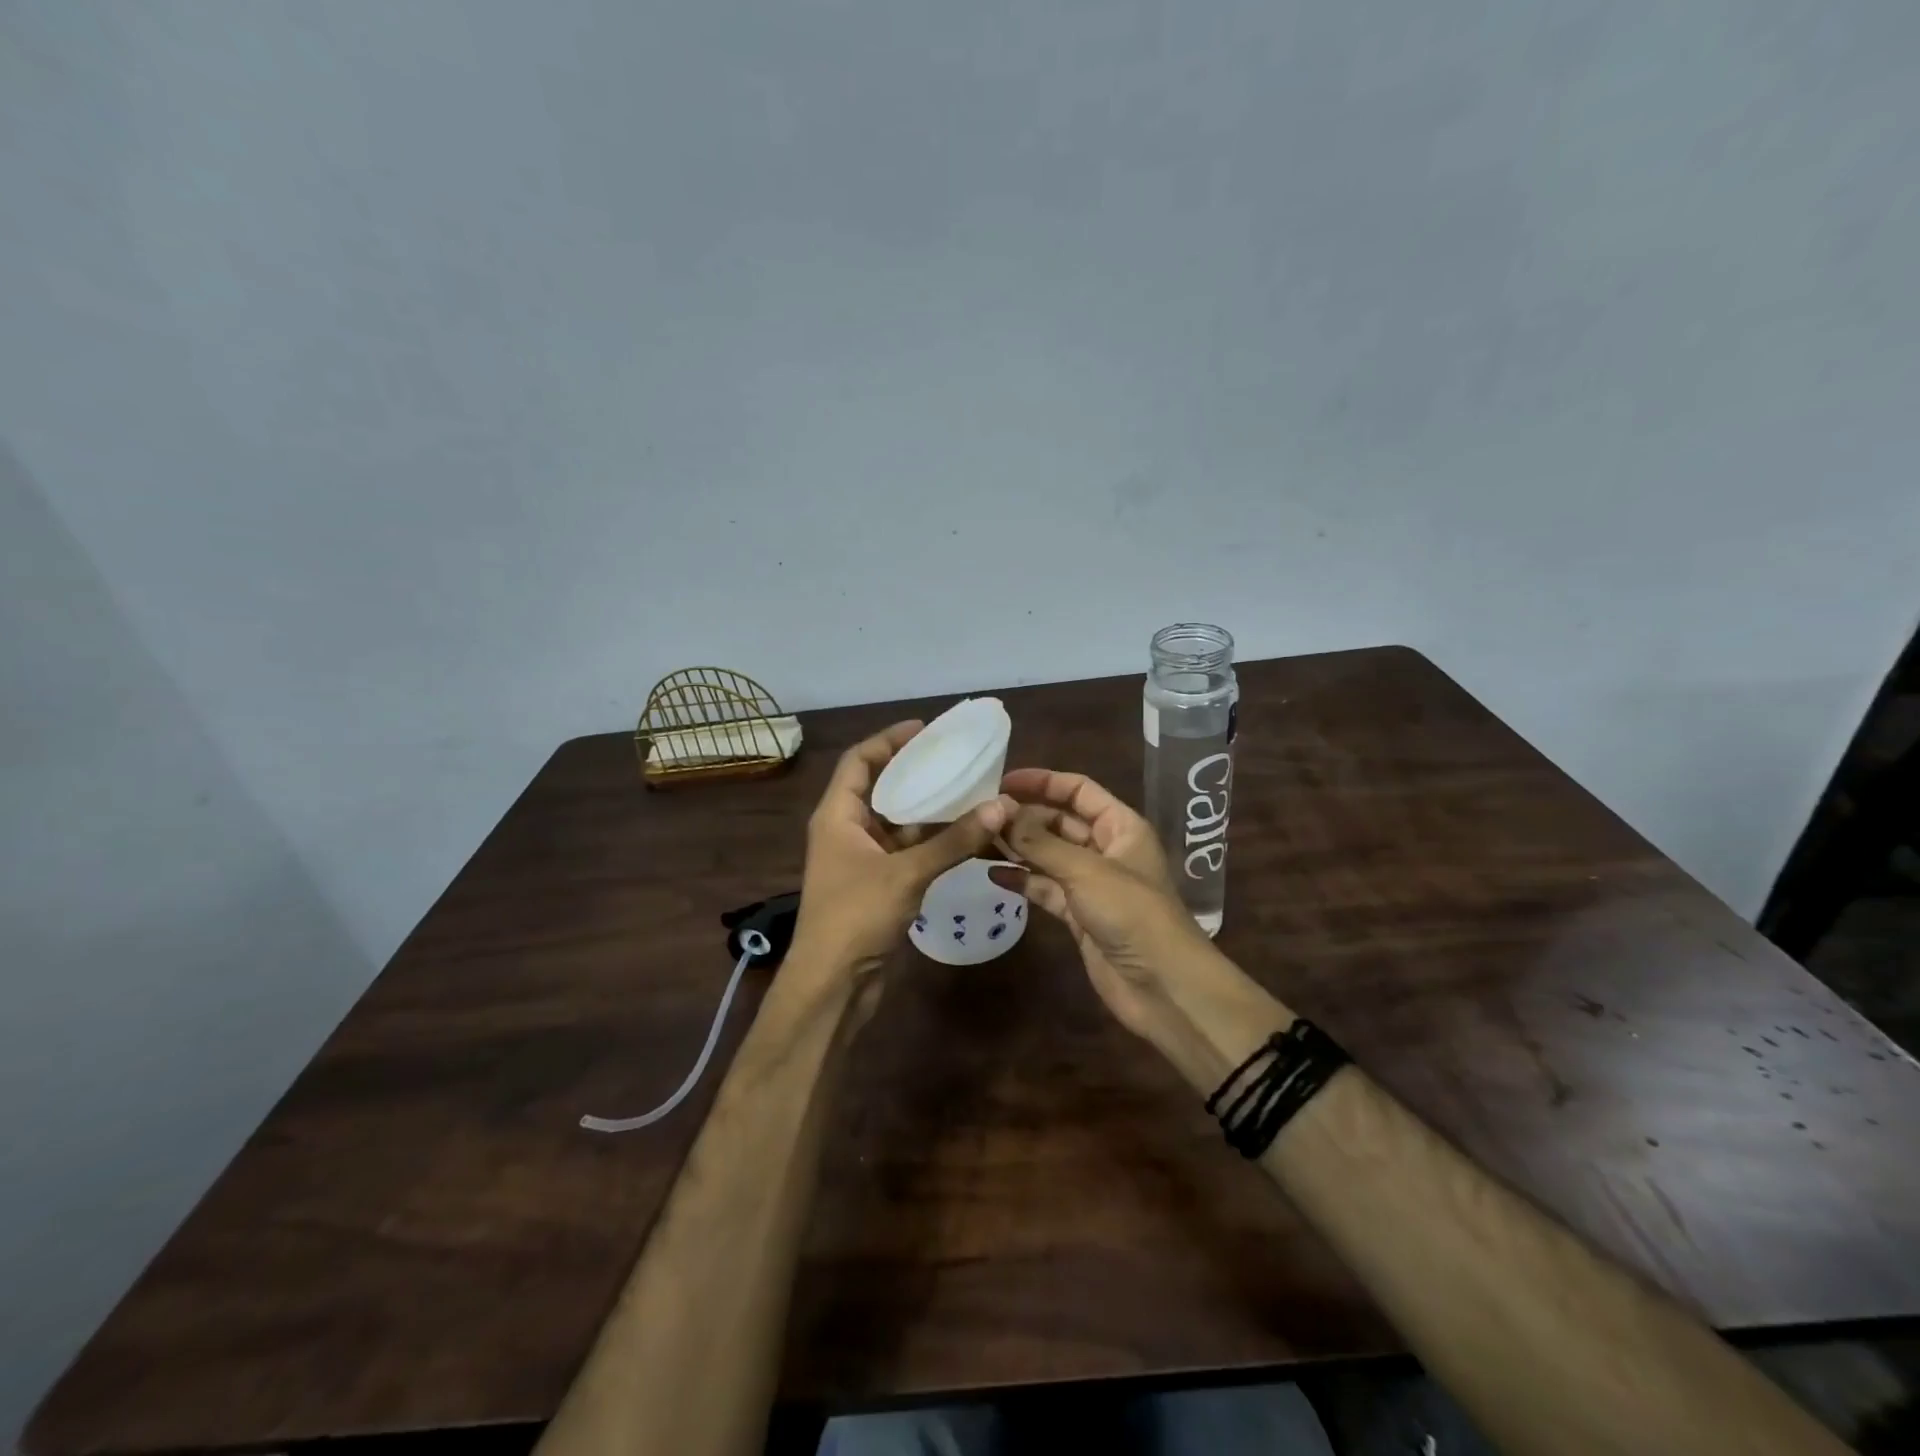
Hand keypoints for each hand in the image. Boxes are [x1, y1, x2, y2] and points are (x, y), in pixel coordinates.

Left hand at [792, 721, 1015, 979]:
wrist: (833, 984)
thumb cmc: (856, 916)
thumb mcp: (907, 872)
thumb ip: (954, 840)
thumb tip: (1001, 805)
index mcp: (837, 815)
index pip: (859, 761)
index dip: (888, 740)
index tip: (924, 729)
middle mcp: (846, 830)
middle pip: (880, 788)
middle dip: (915, 773)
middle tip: (955, 759)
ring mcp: (861, 859)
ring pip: (898, 822)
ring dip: (929, 810)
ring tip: (969, 791)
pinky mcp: (877, 885)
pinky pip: (907, 851)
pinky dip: (932, 842)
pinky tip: (965, 836)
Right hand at [991, 768, 1218, 1039]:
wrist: (1163, 986)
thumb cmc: (1132, 914)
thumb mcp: (1085, 871)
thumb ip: (1040, 842)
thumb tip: (1001, 810)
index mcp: (1121, 827)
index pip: (1079, 790)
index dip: (1043, 782)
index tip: (1002, 781)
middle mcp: (1106, 849)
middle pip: (1060, 821)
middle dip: (1025, 816)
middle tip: (982, 814)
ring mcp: (1092, 884)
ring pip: (1049, 856)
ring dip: (1019, 848)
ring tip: (980, 839)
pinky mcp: (1079, 915)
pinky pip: (1046, 889)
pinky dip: (1023, 881)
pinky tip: (994, 875)